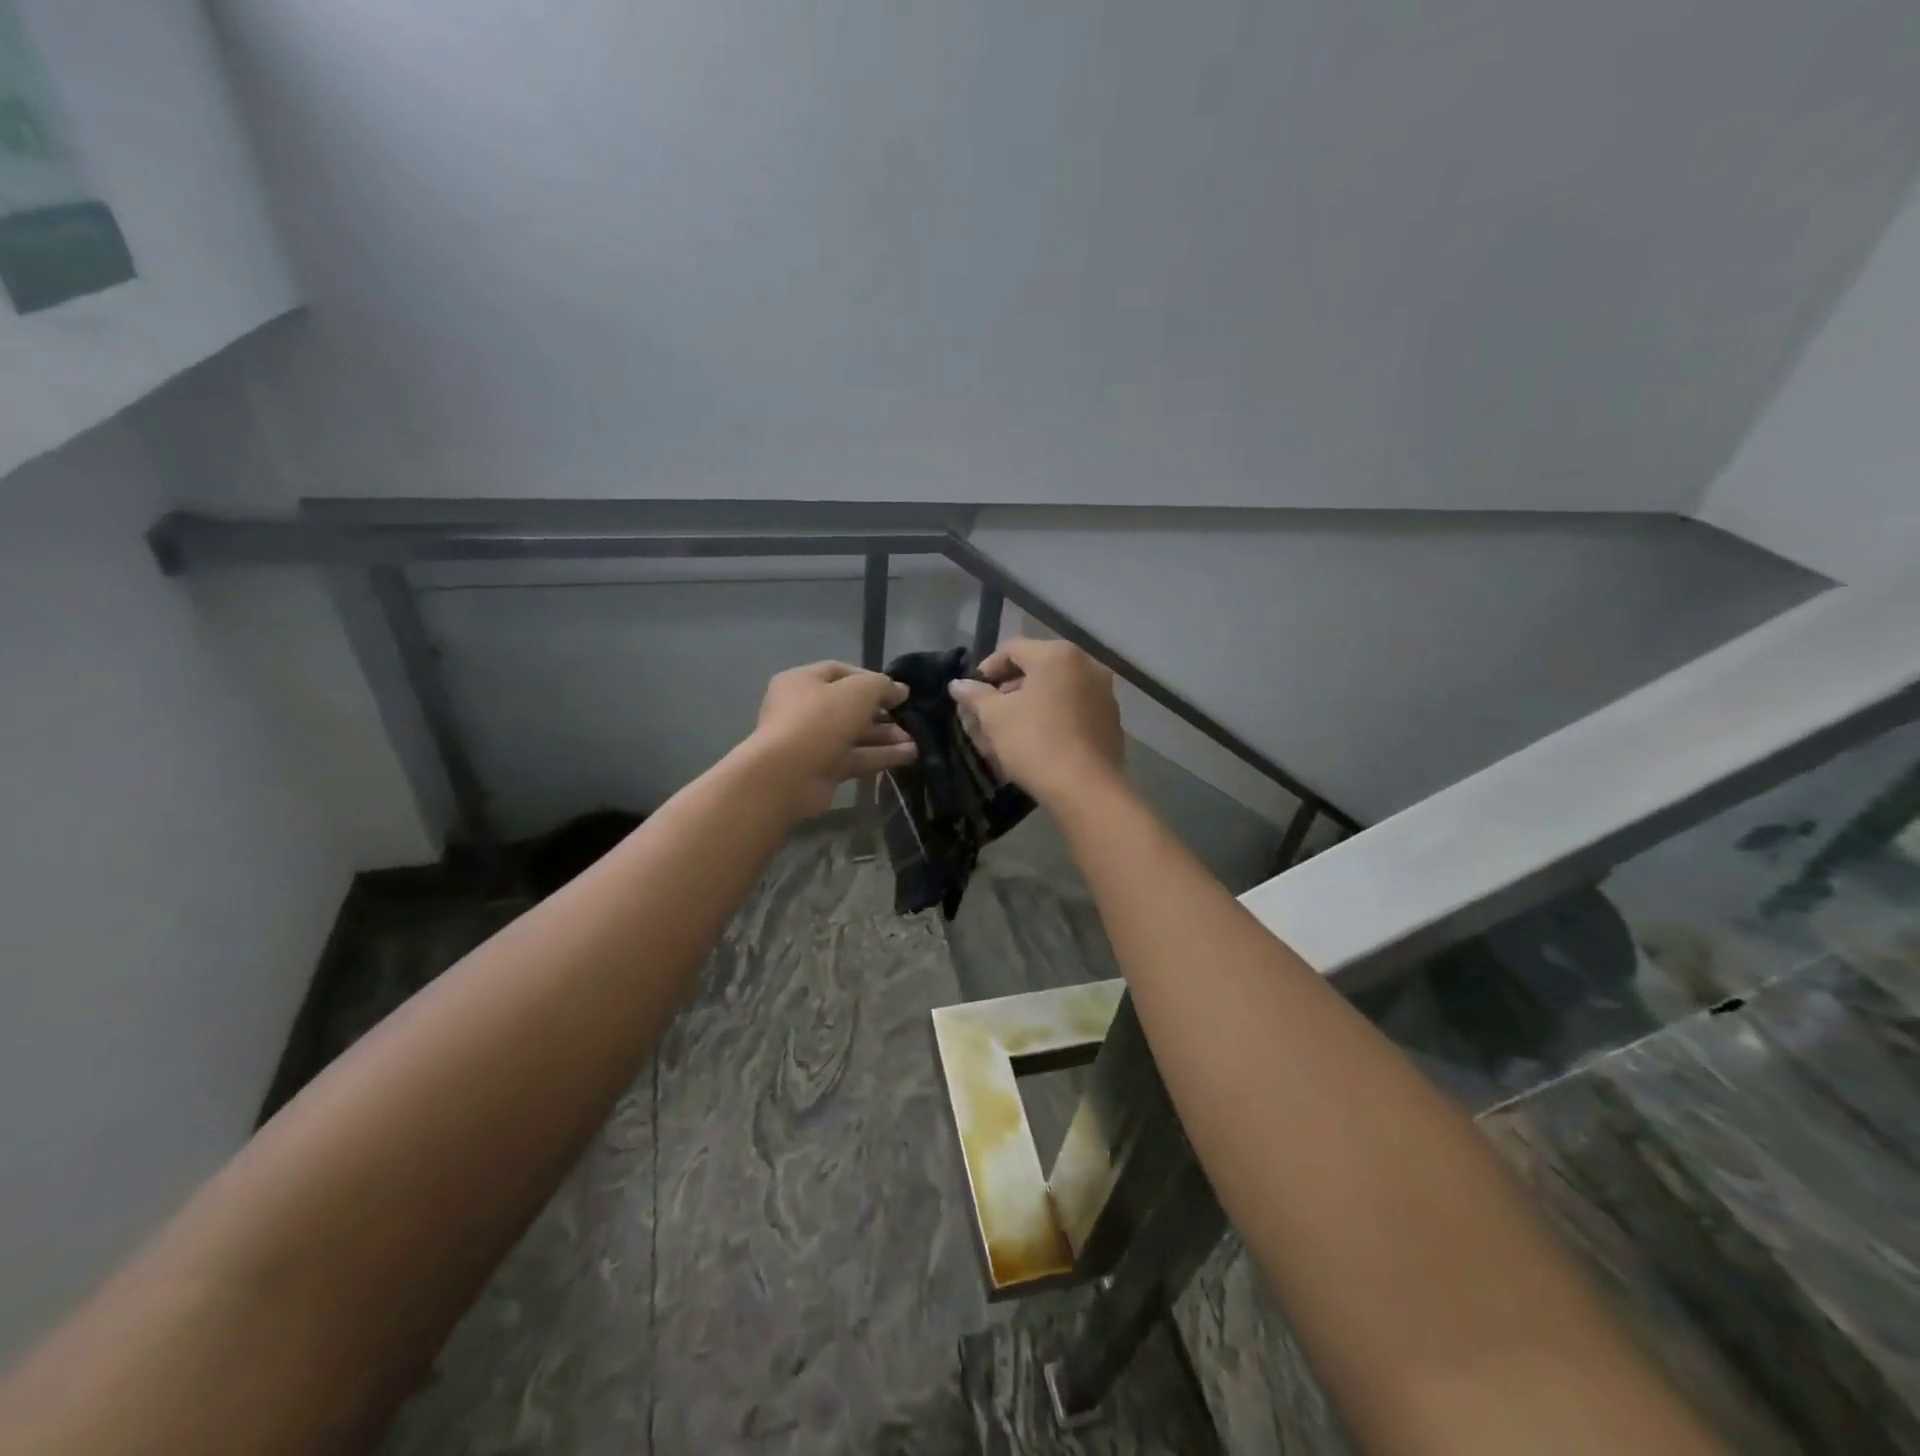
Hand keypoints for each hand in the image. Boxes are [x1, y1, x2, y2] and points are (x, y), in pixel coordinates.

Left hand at [751, 661, 915, 816]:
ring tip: (916, 740)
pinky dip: (880, 756)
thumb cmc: (819, 721)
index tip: (898, 691)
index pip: (840, 672)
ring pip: (854, 734)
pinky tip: (908, 756)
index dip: (871, 679)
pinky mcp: (821, 769)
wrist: (786, 776)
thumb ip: (882, 686)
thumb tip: (900, 690)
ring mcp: (811, 742)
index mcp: (801, 682)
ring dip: (885, 737)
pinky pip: (855, 758)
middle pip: (849, 706)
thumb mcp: (858, 691)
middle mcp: (803, 709)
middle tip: (909, 718)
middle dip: (882, 713)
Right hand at [949, 639, 1123, 806]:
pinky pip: (1074, 710)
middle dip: (1009, 690)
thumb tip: (958, 684)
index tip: (972, 694)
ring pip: (1057, 691)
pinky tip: (1038, 742)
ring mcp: (1104, 693)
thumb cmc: (1035, 742)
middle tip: (988, 715)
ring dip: (1030, 705)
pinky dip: (1054, 718)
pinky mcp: (1111, 721)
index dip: (987, 669)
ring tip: (1010, 732)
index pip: (1012, 649)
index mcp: (1057, 654)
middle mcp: (1087, 665)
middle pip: (1037, 668)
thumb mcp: (995, 717)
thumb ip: (975, 695)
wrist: (1086, 789)